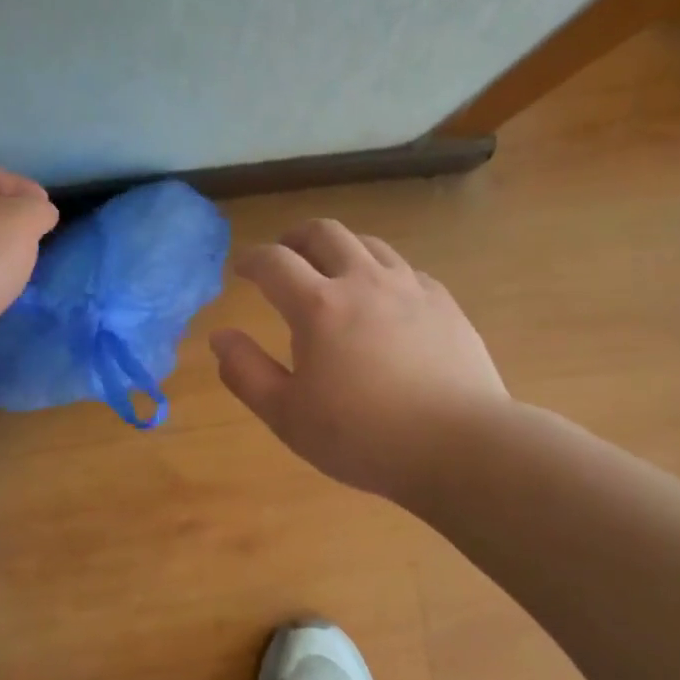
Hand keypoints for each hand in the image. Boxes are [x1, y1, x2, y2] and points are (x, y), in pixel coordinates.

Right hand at [210, 219, 507, 501]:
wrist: (459, 446)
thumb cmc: (362, 436)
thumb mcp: (287, 415)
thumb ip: (245, 372)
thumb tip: (220, 337)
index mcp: (319, 306)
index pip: (274, 262)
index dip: (251, 260)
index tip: (241, 269)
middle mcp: (364, 282)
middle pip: (324, 233)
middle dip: (295, 238)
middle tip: (284, 255)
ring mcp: (410, 288)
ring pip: (369, 244)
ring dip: (340, 248)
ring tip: (331, 270)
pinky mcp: (444, 303)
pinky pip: (405, 269)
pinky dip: (381, 271)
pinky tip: (383, 297)